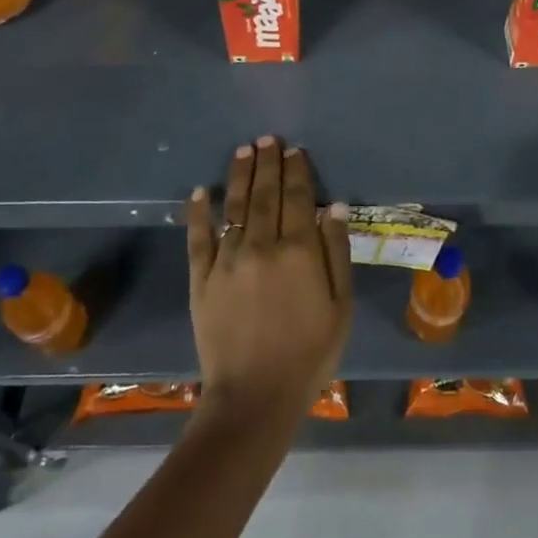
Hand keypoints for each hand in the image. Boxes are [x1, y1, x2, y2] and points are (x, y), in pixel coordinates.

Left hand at [186, 135, 352, 430]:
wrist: (255, 398)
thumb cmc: (309, 354)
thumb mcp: (339, 306)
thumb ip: (337, 253)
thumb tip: (335, 207)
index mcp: (299, 251)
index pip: (298, 198)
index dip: (297, 171)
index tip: (294, 150)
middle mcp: (261, 246)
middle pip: (264, 194)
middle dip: (267, 163)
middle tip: (267, 138)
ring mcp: (227, 261)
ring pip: (233, 207)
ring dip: (238, 176)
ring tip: (243, 150)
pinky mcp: (201, 280)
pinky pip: (198, 239)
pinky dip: (198, 213)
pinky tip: (199, 191)